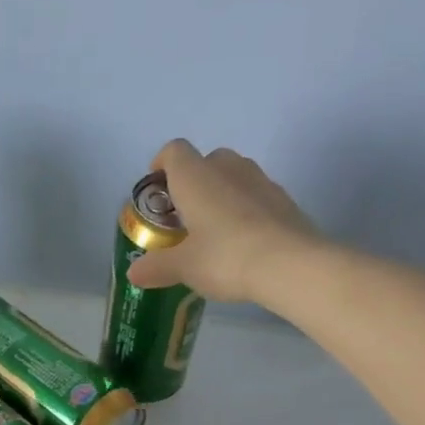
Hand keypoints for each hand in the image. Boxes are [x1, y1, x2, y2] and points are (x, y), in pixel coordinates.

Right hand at [126, 139, 320, 303]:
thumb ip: (156, 267)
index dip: (161, 165)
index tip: (156, 191)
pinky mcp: (285, 200)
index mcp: (195, 177)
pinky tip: (244, 241)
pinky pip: (257, 195)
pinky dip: (246, 209)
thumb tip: (133, 274)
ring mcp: (261, 181)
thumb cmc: (225, 256)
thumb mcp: (183, 267)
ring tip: (214, 230)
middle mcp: (228, 168)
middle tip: (185, 216)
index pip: (173, 151)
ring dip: (221, 194)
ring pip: (234, 176)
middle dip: (193, 182)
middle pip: (206, 160)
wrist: (291, 265)